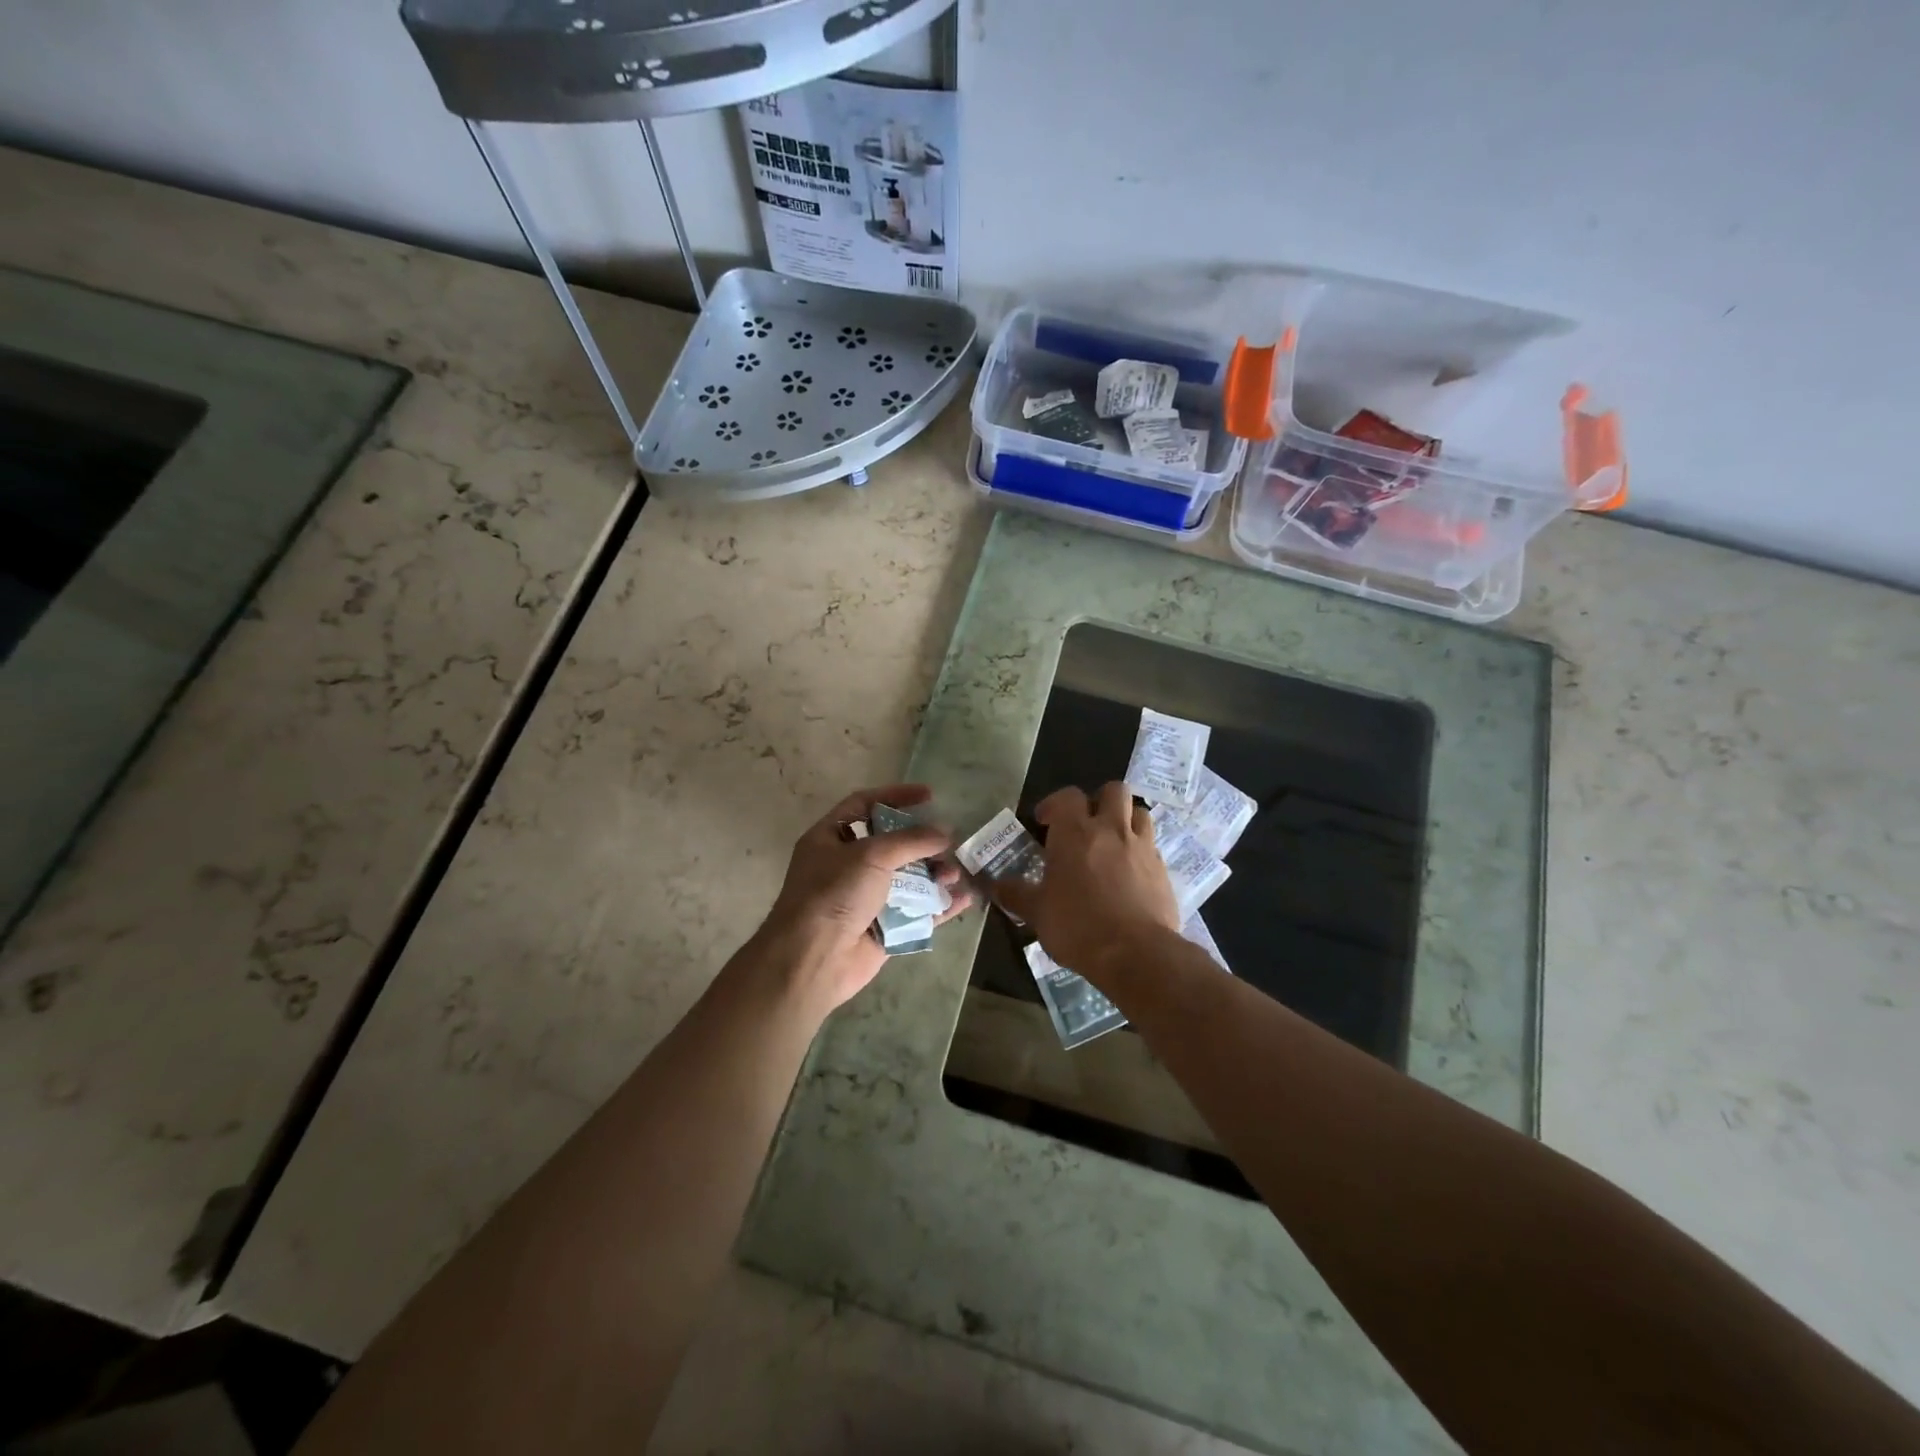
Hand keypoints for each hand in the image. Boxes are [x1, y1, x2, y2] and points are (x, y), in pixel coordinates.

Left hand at [751, 783, 970, 1016]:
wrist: (814, 959)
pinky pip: (916, 912)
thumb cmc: (834, 894)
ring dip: (934, 873)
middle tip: (949, 841)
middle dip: (922, 842)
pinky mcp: (882, 929)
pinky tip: (965, 898)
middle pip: (891, 844)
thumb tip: (946, 832)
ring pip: (906, 879)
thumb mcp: (871, 855)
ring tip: (956, 872)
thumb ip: (911, 840)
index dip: (895, 796)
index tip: (929, 795)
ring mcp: (864, 899)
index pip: (864, 805)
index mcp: (830, 839)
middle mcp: (846, 866)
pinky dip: (939, 905)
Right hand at [998, 782, 1180, 982]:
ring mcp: (1142, 847)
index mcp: (1075, 833)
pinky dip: (1141, 851)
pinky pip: (1152, 846)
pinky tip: (1130, 873)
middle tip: (1087, 823)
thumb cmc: (1078, 926)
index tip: (1044, 822)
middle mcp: (1111, 830)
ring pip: (1139, 812)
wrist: (1136, 954)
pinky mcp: (1163, 869)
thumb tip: (995, 885)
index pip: (1067, 796)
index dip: (1054, 804)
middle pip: (1114, 790)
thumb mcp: (1037, 913)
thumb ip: (1016, 894)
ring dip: (1126, 820)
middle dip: (1099, 800)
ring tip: (1113, 842)